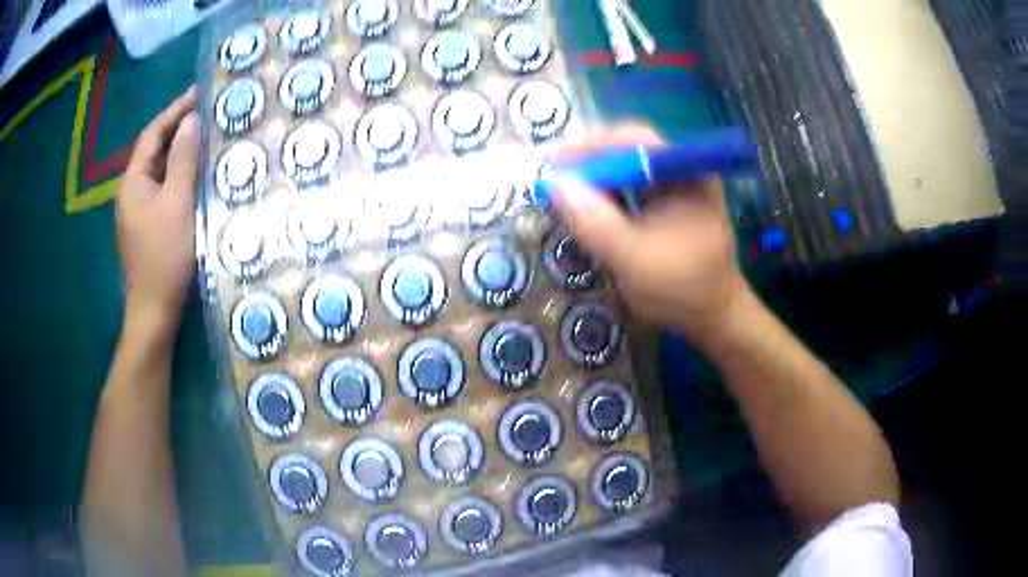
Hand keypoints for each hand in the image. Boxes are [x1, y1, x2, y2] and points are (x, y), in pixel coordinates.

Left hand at [116, 87, 199, 336]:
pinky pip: (160, 189)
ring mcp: (135, 211)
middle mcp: (129, 192)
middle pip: (152, 151)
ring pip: (157, 171)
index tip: (198, 93)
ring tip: (203, 139)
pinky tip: (192, 176)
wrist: (153, 310)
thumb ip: (182, 160)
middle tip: (204, 114)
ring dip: (177, 153)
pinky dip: (175, 176)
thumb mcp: (178, 203)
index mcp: (132, 183)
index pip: (151, 135)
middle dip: (176, 129)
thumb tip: (191, 121)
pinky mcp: (144, 226)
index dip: (174, 111)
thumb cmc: (165, 256)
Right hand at [551, 124, 749, 346]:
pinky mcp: (666, 204)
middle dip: (588, 163)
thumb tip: (554, 184)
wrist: (714, 319)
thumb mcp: (635, 260)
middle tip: (553, 182)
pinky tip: (587, 210)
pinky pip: (628, 189)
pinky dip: (604, 196)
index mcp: (687, 172)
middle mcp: (682, 170)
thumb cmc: (683, 291)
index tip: (554, 164)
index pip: (633, 138)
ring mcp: (675, 186)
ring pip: (624, 168)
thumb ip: (596, 223)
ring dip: (593, 180)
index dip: (590, 145)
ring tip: (563, 196)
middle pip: (627, 149)